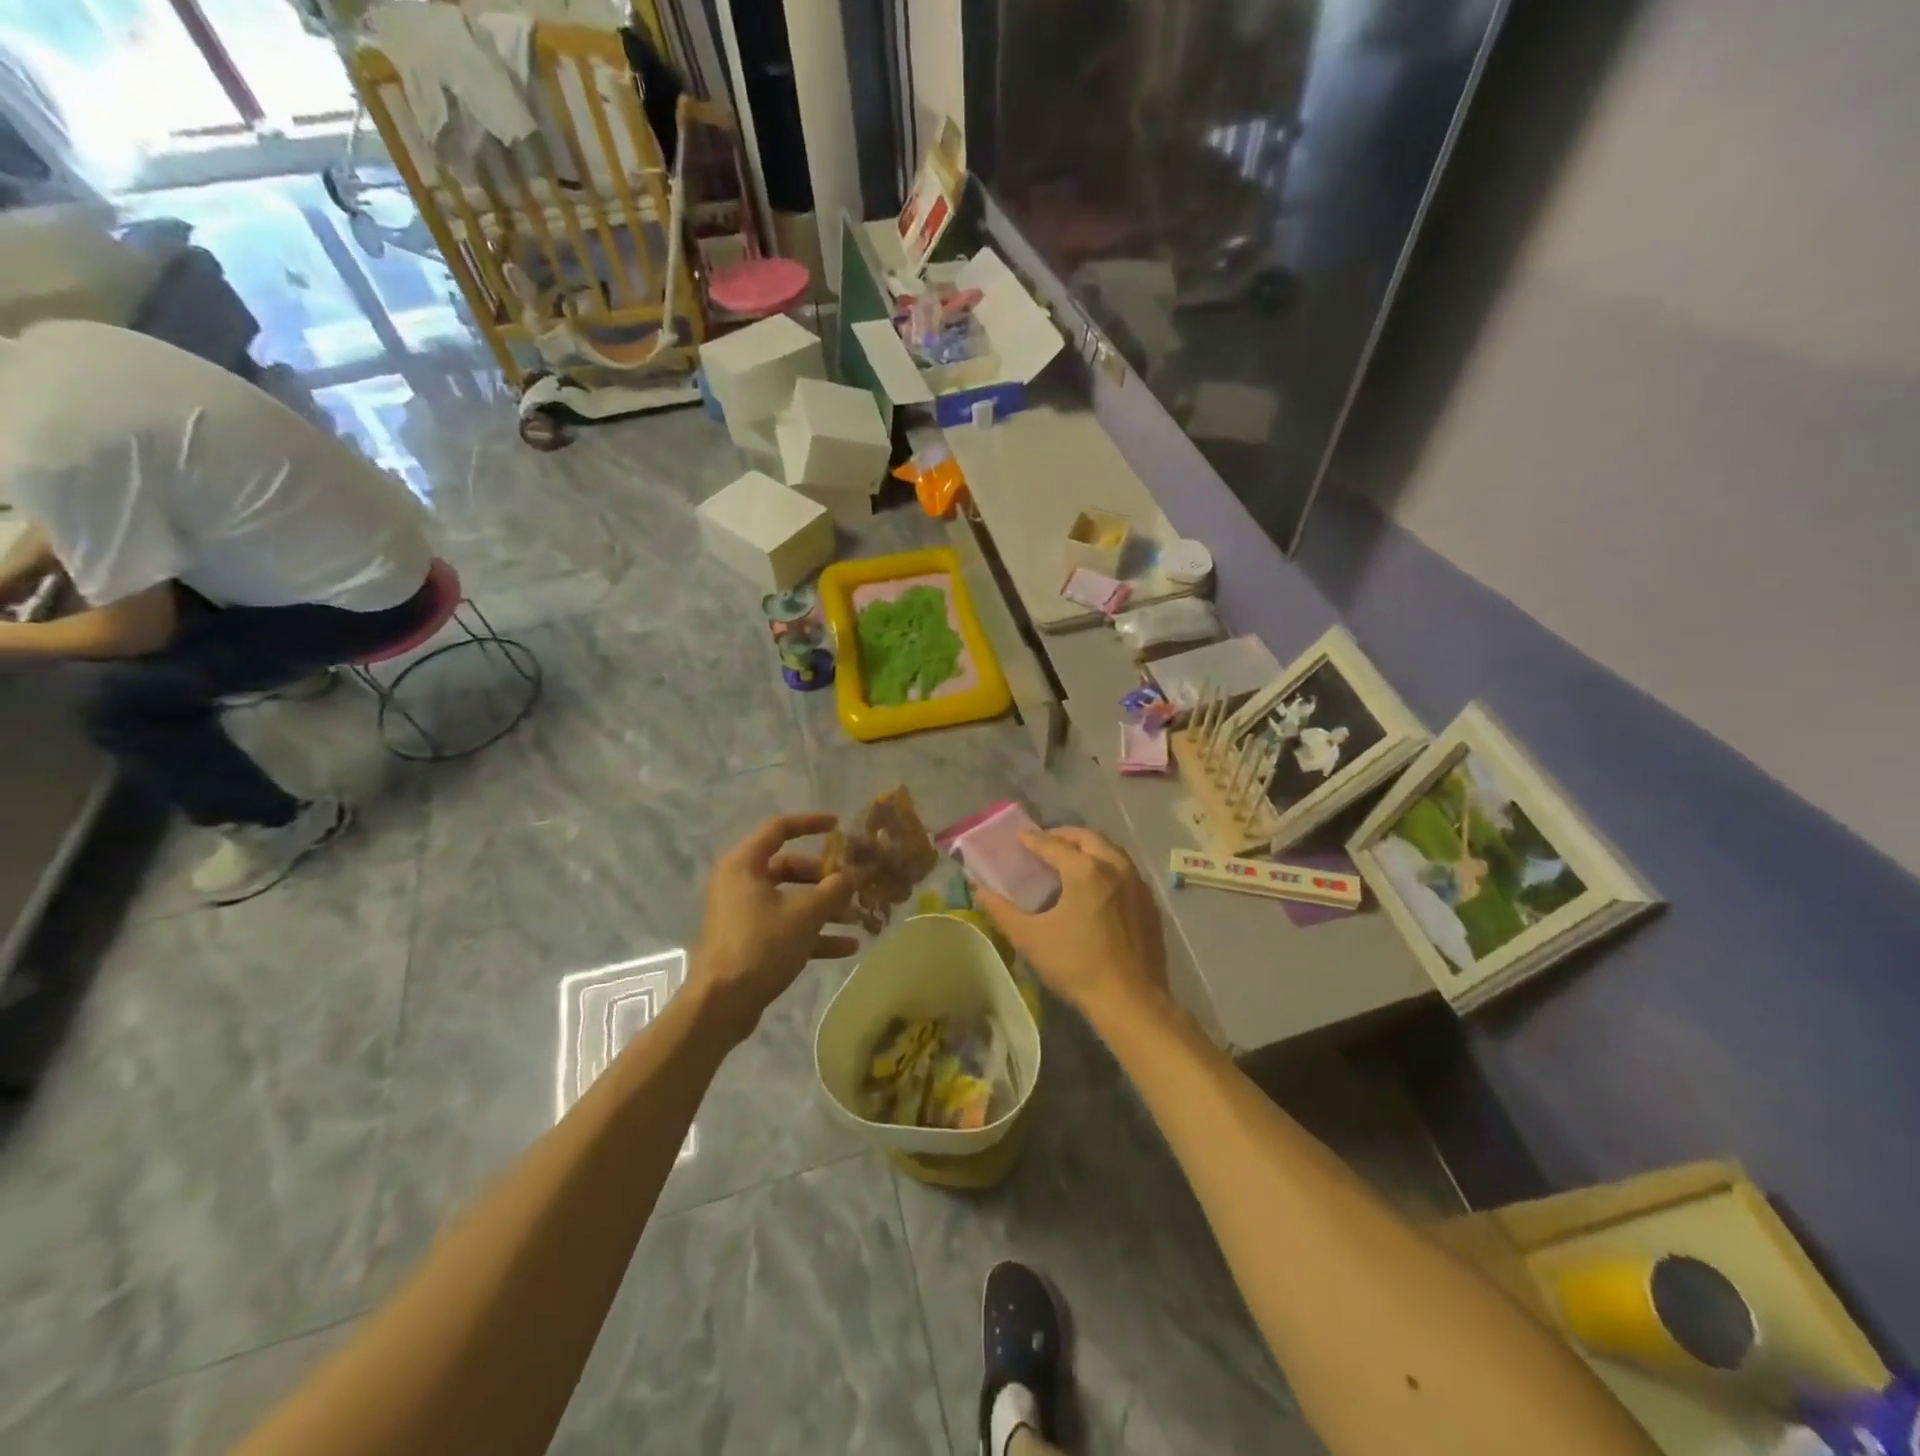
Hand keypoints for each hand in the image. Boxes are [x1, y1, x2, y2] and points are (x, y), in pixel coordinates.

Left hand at [689, 813, 861, 1042]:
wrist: (721, 1005)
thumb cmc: (760, 946)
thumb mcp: (805, 915)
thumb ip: (835, 890)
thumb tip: (855, 874)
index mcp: (745, 864)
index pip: (779, 828)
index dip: (810, 823)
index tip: (838, 826)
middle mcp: (741, 882)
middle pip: (791, 867)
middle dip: (826, 878)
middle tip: (854, 886)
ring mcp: (744, 913)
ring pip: (792, 899)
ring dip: (825, 908)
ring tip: (859, 919)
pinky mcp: (750, 940)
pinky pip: (787, 926)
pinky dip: (814, 933)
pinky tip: (847, 947)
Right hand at [972, 827, 1170, 1025]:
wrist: (1131, 1000)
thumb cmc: (1077, 965)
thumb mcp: (1031, 938)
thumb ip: (1002, 911)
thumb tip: (979, 890)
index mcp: (1085, 870)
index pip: (1053, 845)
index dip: (1033, 840)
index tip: (1020, 836)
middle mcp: (1115, 866)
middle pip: (1087, 838)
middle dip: (1064, 835)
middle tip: (1046, 842)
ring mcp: (1137, 883)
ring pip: (1110, 850)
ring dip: (1088, 847)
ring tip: (1070, 858)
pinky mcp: (1150, 902)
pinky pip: (1126, 870)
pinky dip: (1107, 865)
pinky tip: (1097, 884)